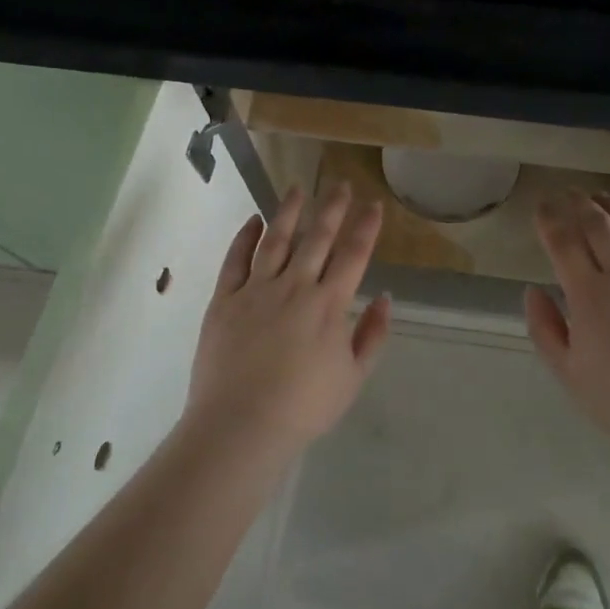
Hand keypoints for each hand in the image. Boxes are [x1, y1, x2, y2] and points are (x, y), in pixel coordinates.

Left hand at [184, 183, 393, 454]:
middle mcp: (295, 287)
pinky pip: (236, 260)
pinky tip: (253, 220)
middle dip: (332, 208)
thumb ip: (372, 334)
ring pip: (276, 240)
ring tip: (298, 189)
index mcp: (329, 306)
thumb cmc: (304, 407)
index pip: (353, 255)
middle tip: (340, 184)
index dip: (365, 227)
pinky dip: (245, 237)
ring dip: (289, 212)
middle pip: (317, 238)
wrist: (241, 424)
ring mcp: (256, 290)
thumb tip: (385, 297)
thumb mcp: (353, 377)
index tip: (373, 204)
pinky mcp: (224, 300)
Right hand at [524, 191, 609, 462]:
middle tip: (568, 192)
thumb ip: (545, 329)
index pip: (563, 243)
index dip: (549, 219)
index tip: (541, 204)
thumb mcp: (569, 375)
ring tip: (601, 197)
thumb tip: (533, 291)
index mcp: (589, 295)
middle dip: (579, 204)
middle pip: (599, 226)